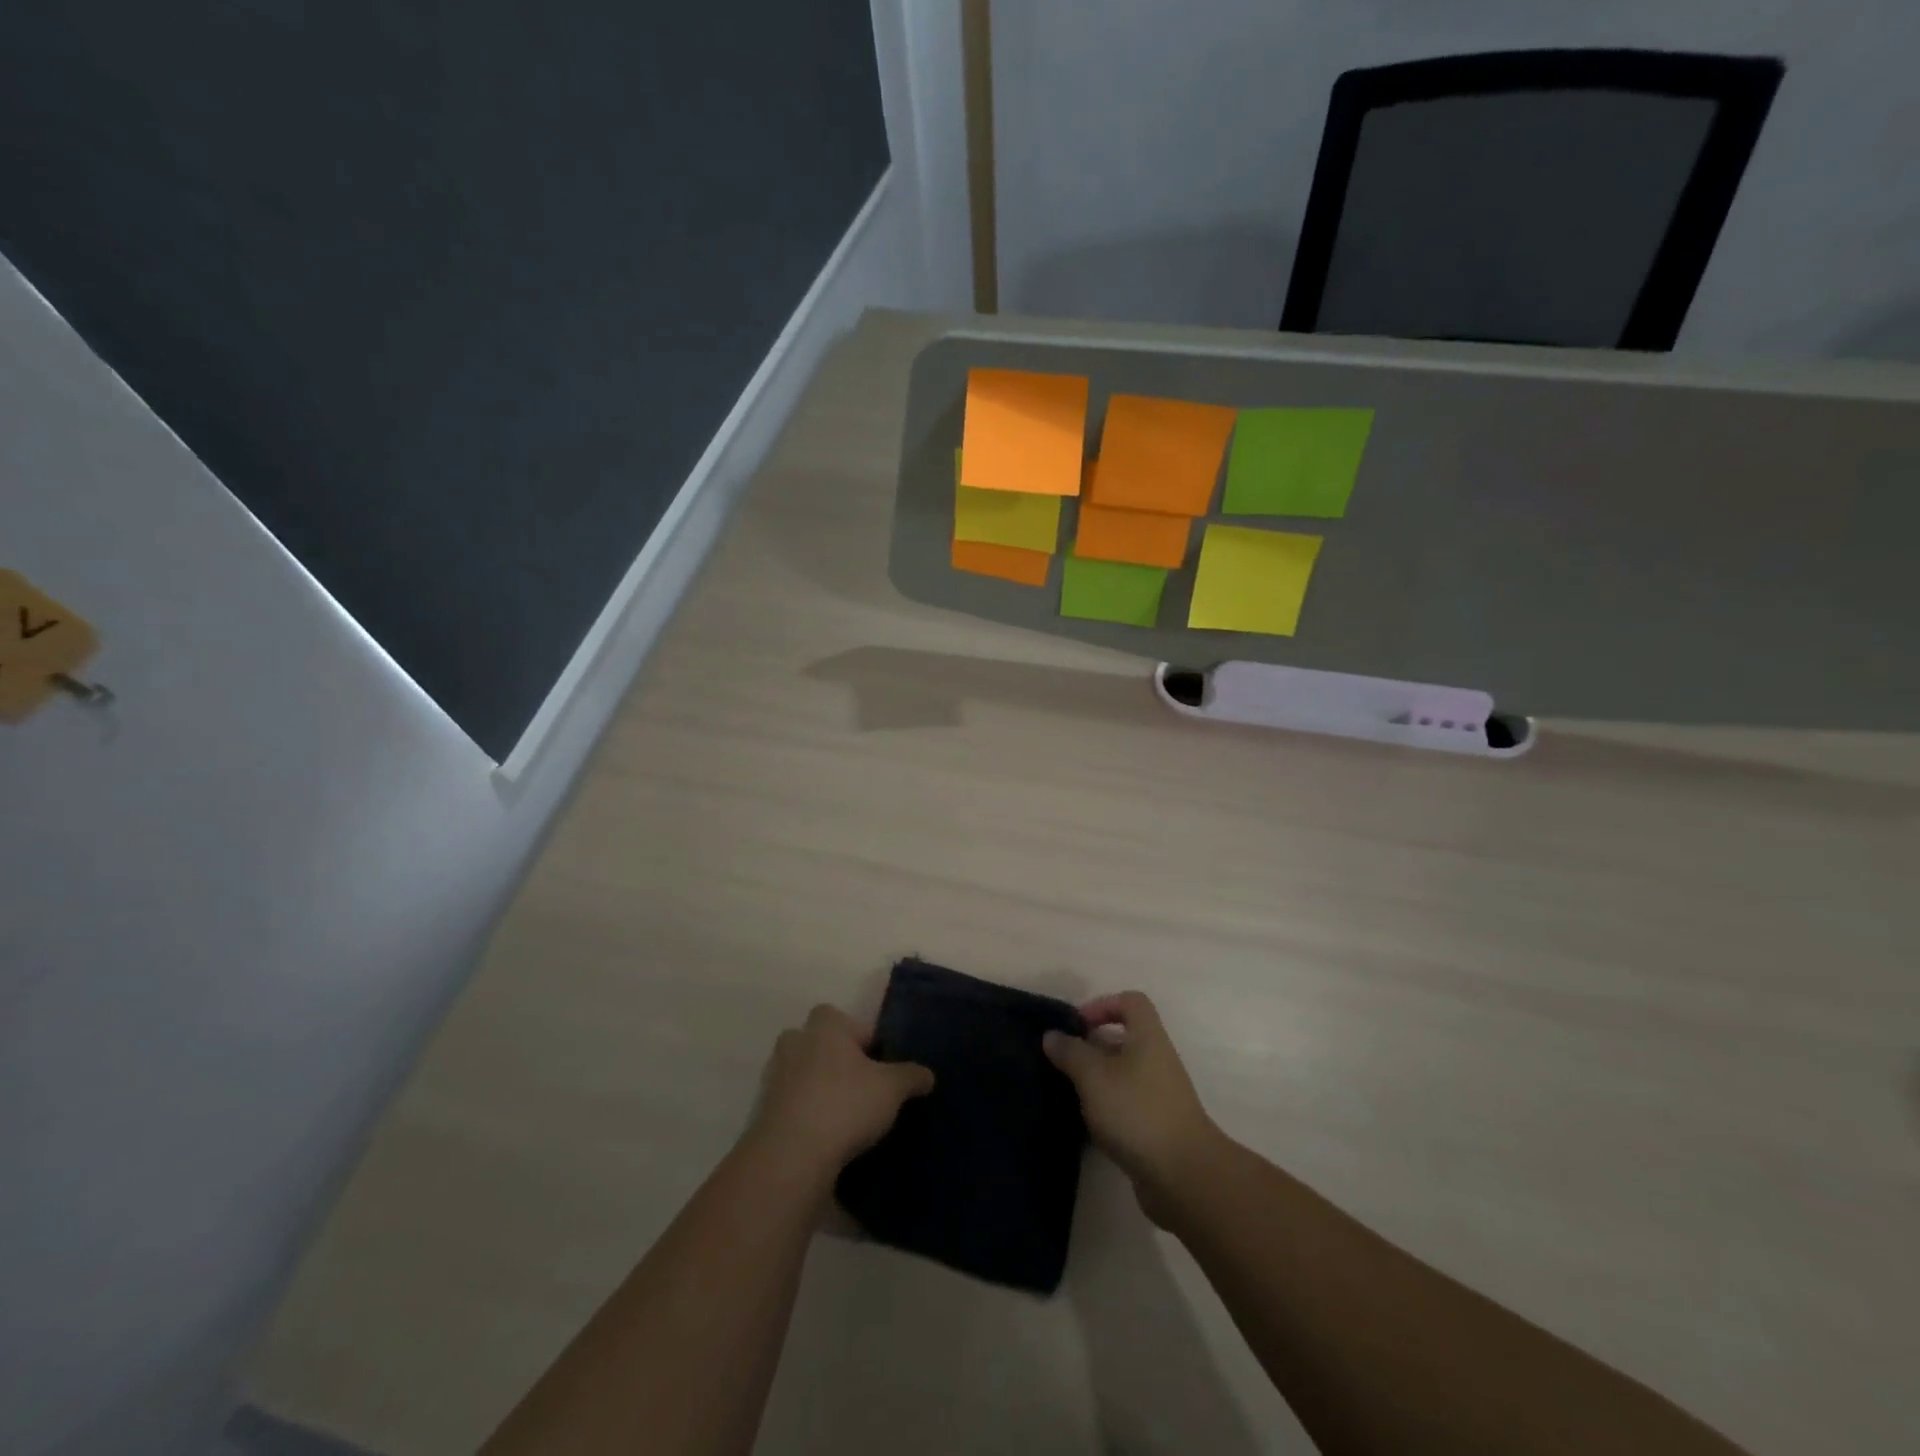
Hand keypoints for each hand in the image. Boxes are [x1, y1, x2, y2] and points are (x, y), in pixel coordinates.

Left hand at [747, 1005, 933, 1179]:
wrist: (791, 1155)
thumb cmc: (845, 1104)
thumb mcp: (892, 1088)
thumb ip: (912, 1076)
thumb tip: (927, 1074)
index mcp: (825, 1025)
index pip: (846, 1019)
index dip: (864, 1039)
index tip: (879, 1065)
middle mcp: (796, 1042)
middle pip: (819, 1043)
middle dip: (837, 1060)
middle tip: (861, 1087)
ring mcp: (775, 1077)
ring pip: (802, 1074)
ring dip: (819, 1088)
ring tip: (845, 1117)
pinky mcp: (763, 1111)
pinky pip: (791, 1104)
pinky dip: (805, 1115)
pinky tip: (825, 1138)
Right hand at [1044, 992, 1222, 1217]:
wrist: (1183, 1176)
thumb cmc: (1136, 1112)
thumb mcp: (1094, 1076)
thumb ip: (1070, 1052)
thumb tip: (1052, 1035)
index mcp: (1148, 1038)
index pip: (1131, 1002)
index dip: (1103, 1004)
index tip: (1077, 1025)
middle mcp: (1157, 1060)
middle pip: (1125, 1038)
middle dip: (1093, 1046)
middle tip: (1064, 1060)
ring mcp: (1160, 1095)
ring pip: (1123, 1074)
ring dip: (1097, 1080)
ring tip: (1069, 1092)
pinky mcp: (1157, 1126)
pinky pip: (1127, 1104)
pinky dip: (1107, 1108)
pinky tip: (1086, 1124)